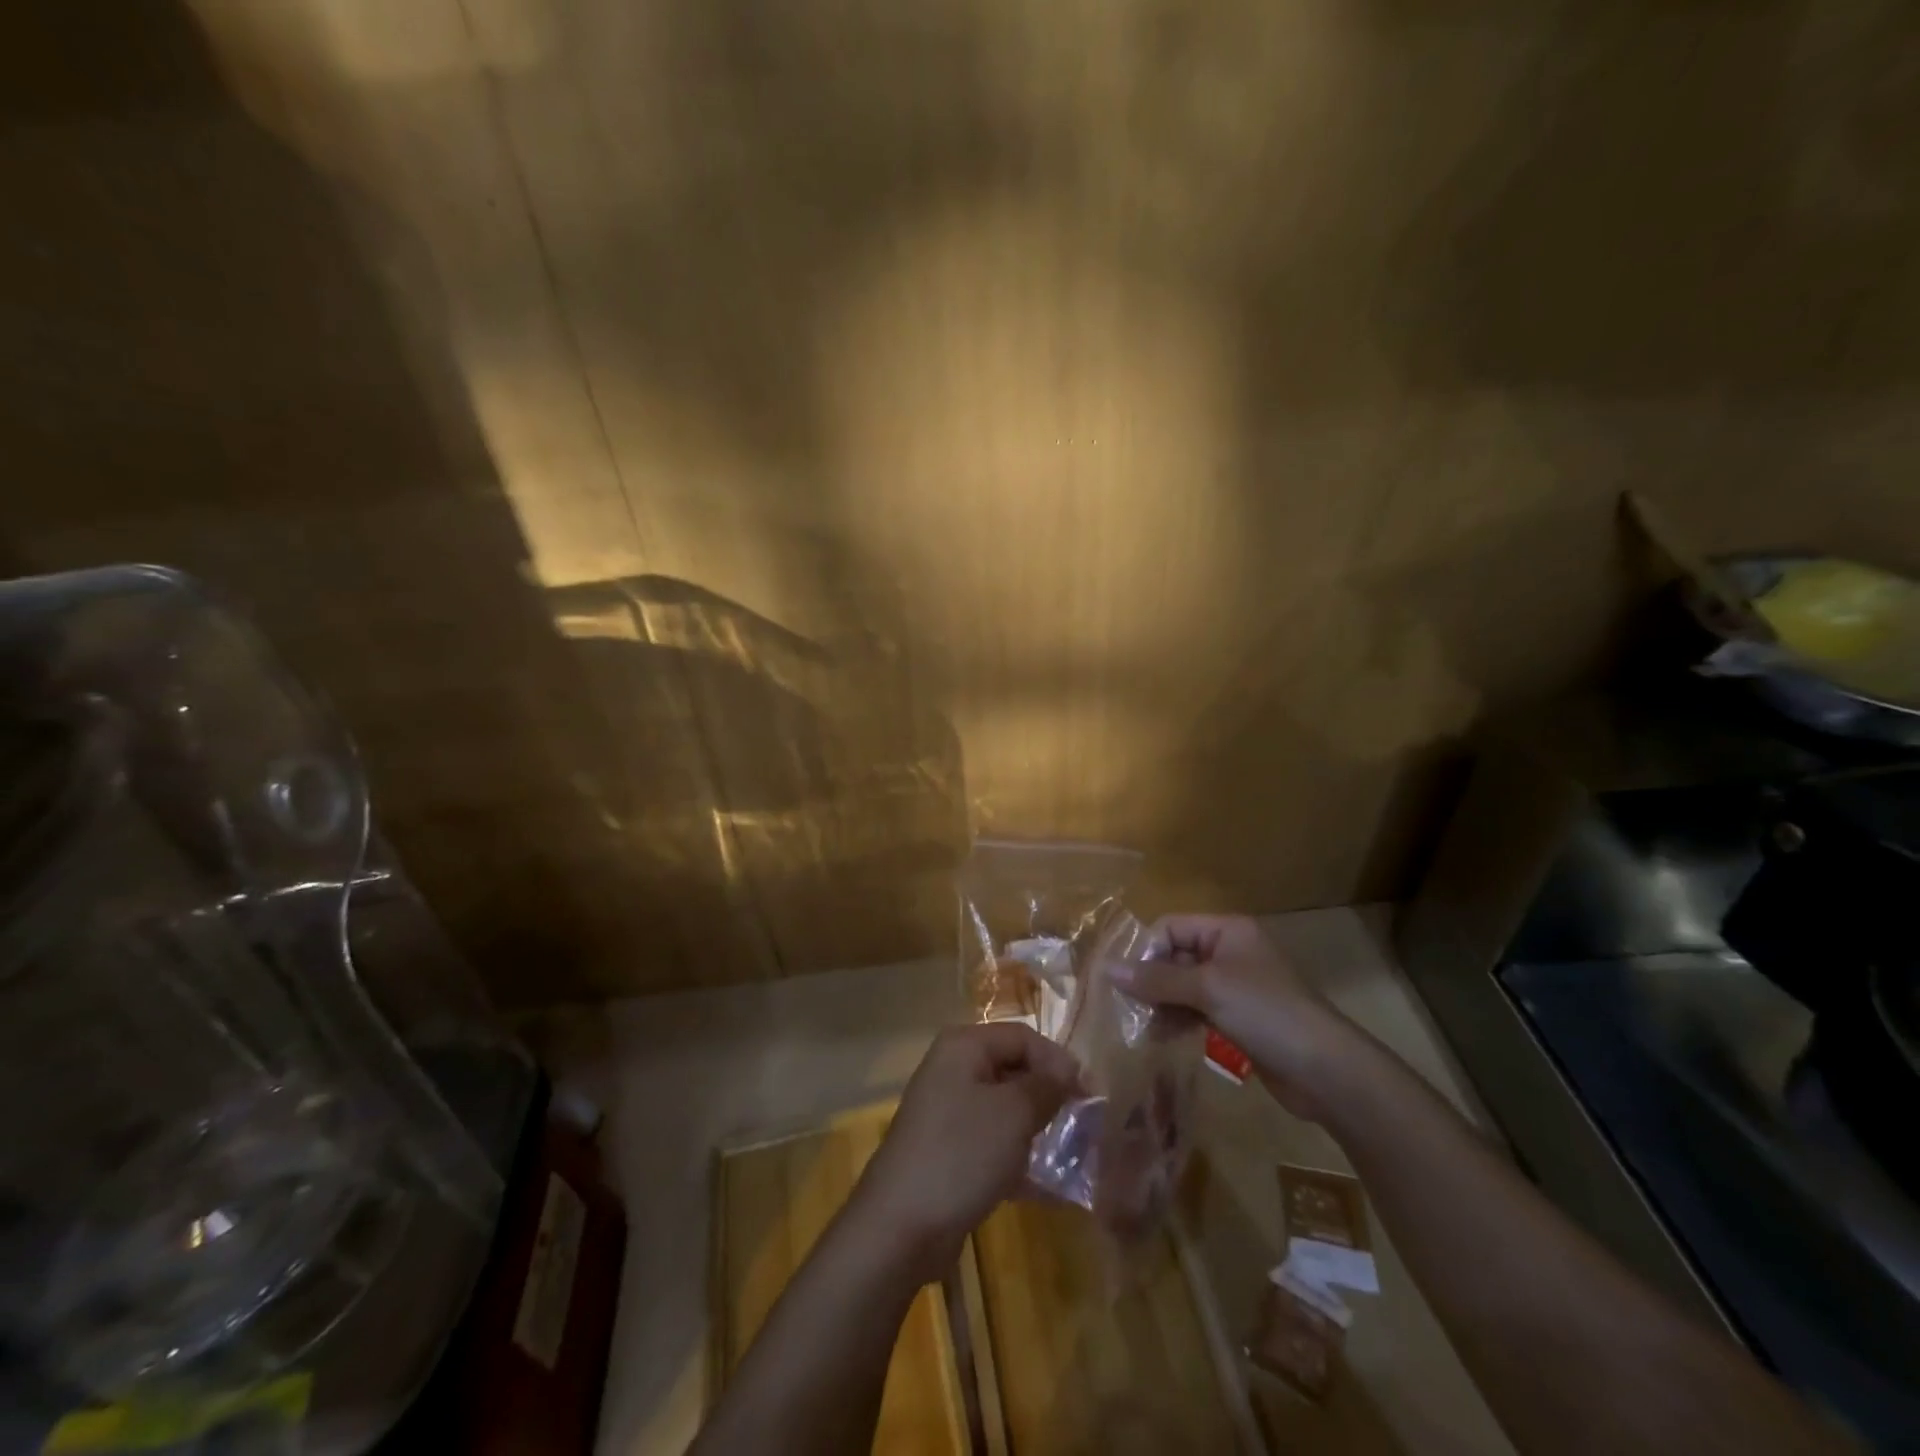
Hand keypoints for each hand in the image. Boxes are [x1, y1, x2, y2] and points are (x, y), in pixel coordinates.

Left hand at [850, 1023, 1081, 1281]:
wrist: (900, 1225)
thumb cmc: (962, 1153)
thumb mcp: (1014, 1113)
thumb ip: (1046, 1086)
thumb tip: (1068, 1071)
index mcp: (964, 1046)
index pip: (1023, 1037)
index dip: (1058, 1061)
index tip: (1089, 1095)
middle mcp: (953, 1069)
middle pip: (1013, 1070)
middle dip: (1049, 1096)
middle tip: (1083, 1125)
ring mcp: (947, 1112)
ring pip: (1004, 1109)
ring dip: (1037, 1129)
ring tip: (1070, 1155)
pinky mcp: (948, 1151)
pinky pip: (992, 1143)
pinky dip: (1018, 1158)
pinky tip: (1046, 1187)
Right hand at [1109, 914, 1362, 1121]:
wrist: (1325, 1070)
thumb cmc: (1265, 1012)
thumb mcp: (1207, 989)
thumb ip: (1156, 978)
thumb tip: (1107, 967)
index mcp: (1227, 931)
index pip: (1171, 927)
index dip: (1146, 950)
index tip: (1126, 982)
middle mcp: (1230, 952)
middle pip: (1176, 956)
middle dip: (1151, 981)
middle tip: (1128, 1009)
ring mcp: (1236, 987)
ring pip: (1184, 986)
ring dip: (1162, 1004)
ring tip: (1143, 1029)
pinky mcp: (1239, 1019)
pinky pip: (1198, 1010)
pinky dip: (1179, 1020)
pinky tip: (1163, 1038)